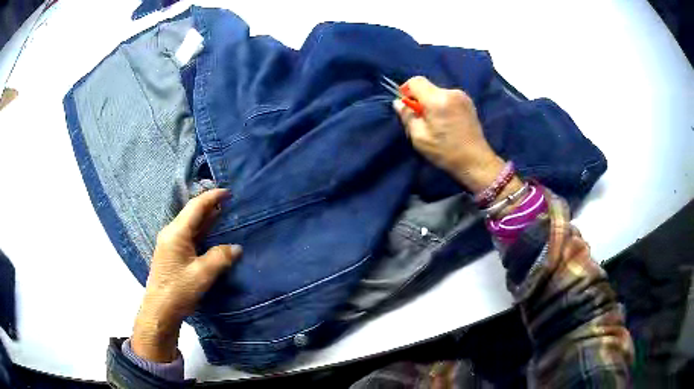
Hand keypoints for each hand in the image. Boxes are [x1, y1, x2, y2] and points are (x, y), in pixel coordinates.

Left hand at [131, 188, 241, 361]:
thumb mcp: (203, 274)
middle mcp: (171, 233)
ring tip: (222, 214)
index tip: (228, 192)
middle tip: (228, 201)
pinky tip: (210, 234)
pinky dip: (201, 231)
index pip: (195, 207)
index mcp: (176, 233)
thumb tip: (237, 248)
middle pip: (192, 213)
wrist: (160, 310)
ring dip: (205, 218)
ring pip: (190, 224)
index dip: (212, 197)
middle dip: (209, 205)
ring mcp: (170, 243)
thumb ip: (220, 257)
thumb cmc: (179, 290)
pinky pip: (188, 235)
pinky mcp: (171, 254)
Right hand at [393, 76, 508, 192]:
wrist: (476, 161)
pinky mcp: (469, 103)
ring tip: (435, 123)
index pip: (415, 81)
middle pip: (427, 87)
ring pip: (438, 92)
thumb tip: (398, 103)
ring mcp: (462, 96)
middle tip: (420, 119)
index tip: (405, 105)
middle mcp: (451, 92)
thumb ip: (407, 117)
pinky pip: (448, 98)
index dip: (406, 90)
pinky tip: (446, 122)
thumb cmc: (446, 152)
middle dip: (420, 99)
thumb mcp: (420, 138)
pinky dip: (442, 105)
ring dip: (432, 103)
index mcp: (437, 100)